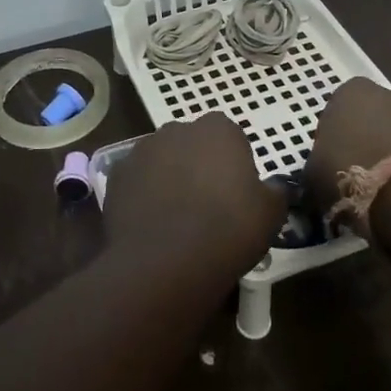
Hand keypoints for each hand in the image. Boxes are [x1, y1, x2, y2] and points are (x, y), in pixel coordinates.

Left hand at [104, 113, 286, 277]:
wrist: (167, 261)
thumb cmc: (229, 229)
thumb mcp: (271, 213)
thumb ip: (274, 192)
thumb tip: (273, 188)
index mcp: (218, 129)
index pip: (229, 137)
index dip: (233, 164)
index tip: (236, 193)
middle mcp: (177, 130)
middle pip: (192, 144)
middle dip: (198, 166)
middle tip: (208, 205)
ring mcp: (141, 151)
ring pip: (161, 161)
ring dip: (168, 179)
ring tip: (177, 220)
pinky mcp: (116, 176)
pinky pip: (136, 183)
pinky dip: (143, 197)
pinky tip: (152, 226)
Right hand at [305, 78, 390, 236]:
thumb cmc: (349, 172)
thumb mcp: (313, 172)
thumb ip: (317, 163)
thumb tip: (320, 172)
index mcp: (350, 91)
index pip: (337, 107)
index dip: (334, 134)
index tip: (331, 160)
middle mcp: (388, 94)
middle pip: (371, 116)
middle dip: (365, 139)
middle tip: (357, 173)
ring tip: (383, 189)